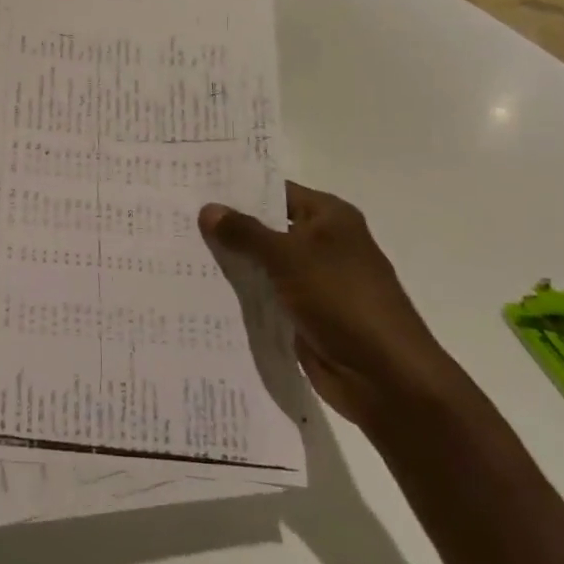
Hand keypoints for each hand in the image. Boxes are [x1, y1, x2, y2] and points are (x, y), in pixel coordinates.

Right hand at [200, 183, 461, 427]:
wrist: (386, 378)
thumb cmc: (342, 301)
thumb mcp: (288, 258)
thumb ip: (245, 233)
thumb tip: (208, 208)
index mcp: (329, 217)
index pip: (275, 191)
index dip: (238, 189)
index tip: (195, 185)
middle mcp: (323, 243)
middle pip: (267, 227)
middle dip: (228, 226)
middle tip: (177, 217)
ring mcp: (314, 282)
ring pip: (263, 264)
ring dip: (232, 262)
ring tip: (178, 250)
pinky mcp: (305, 315)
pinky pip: (266, 296)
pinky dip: (242, 293)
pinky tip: (202, 289)